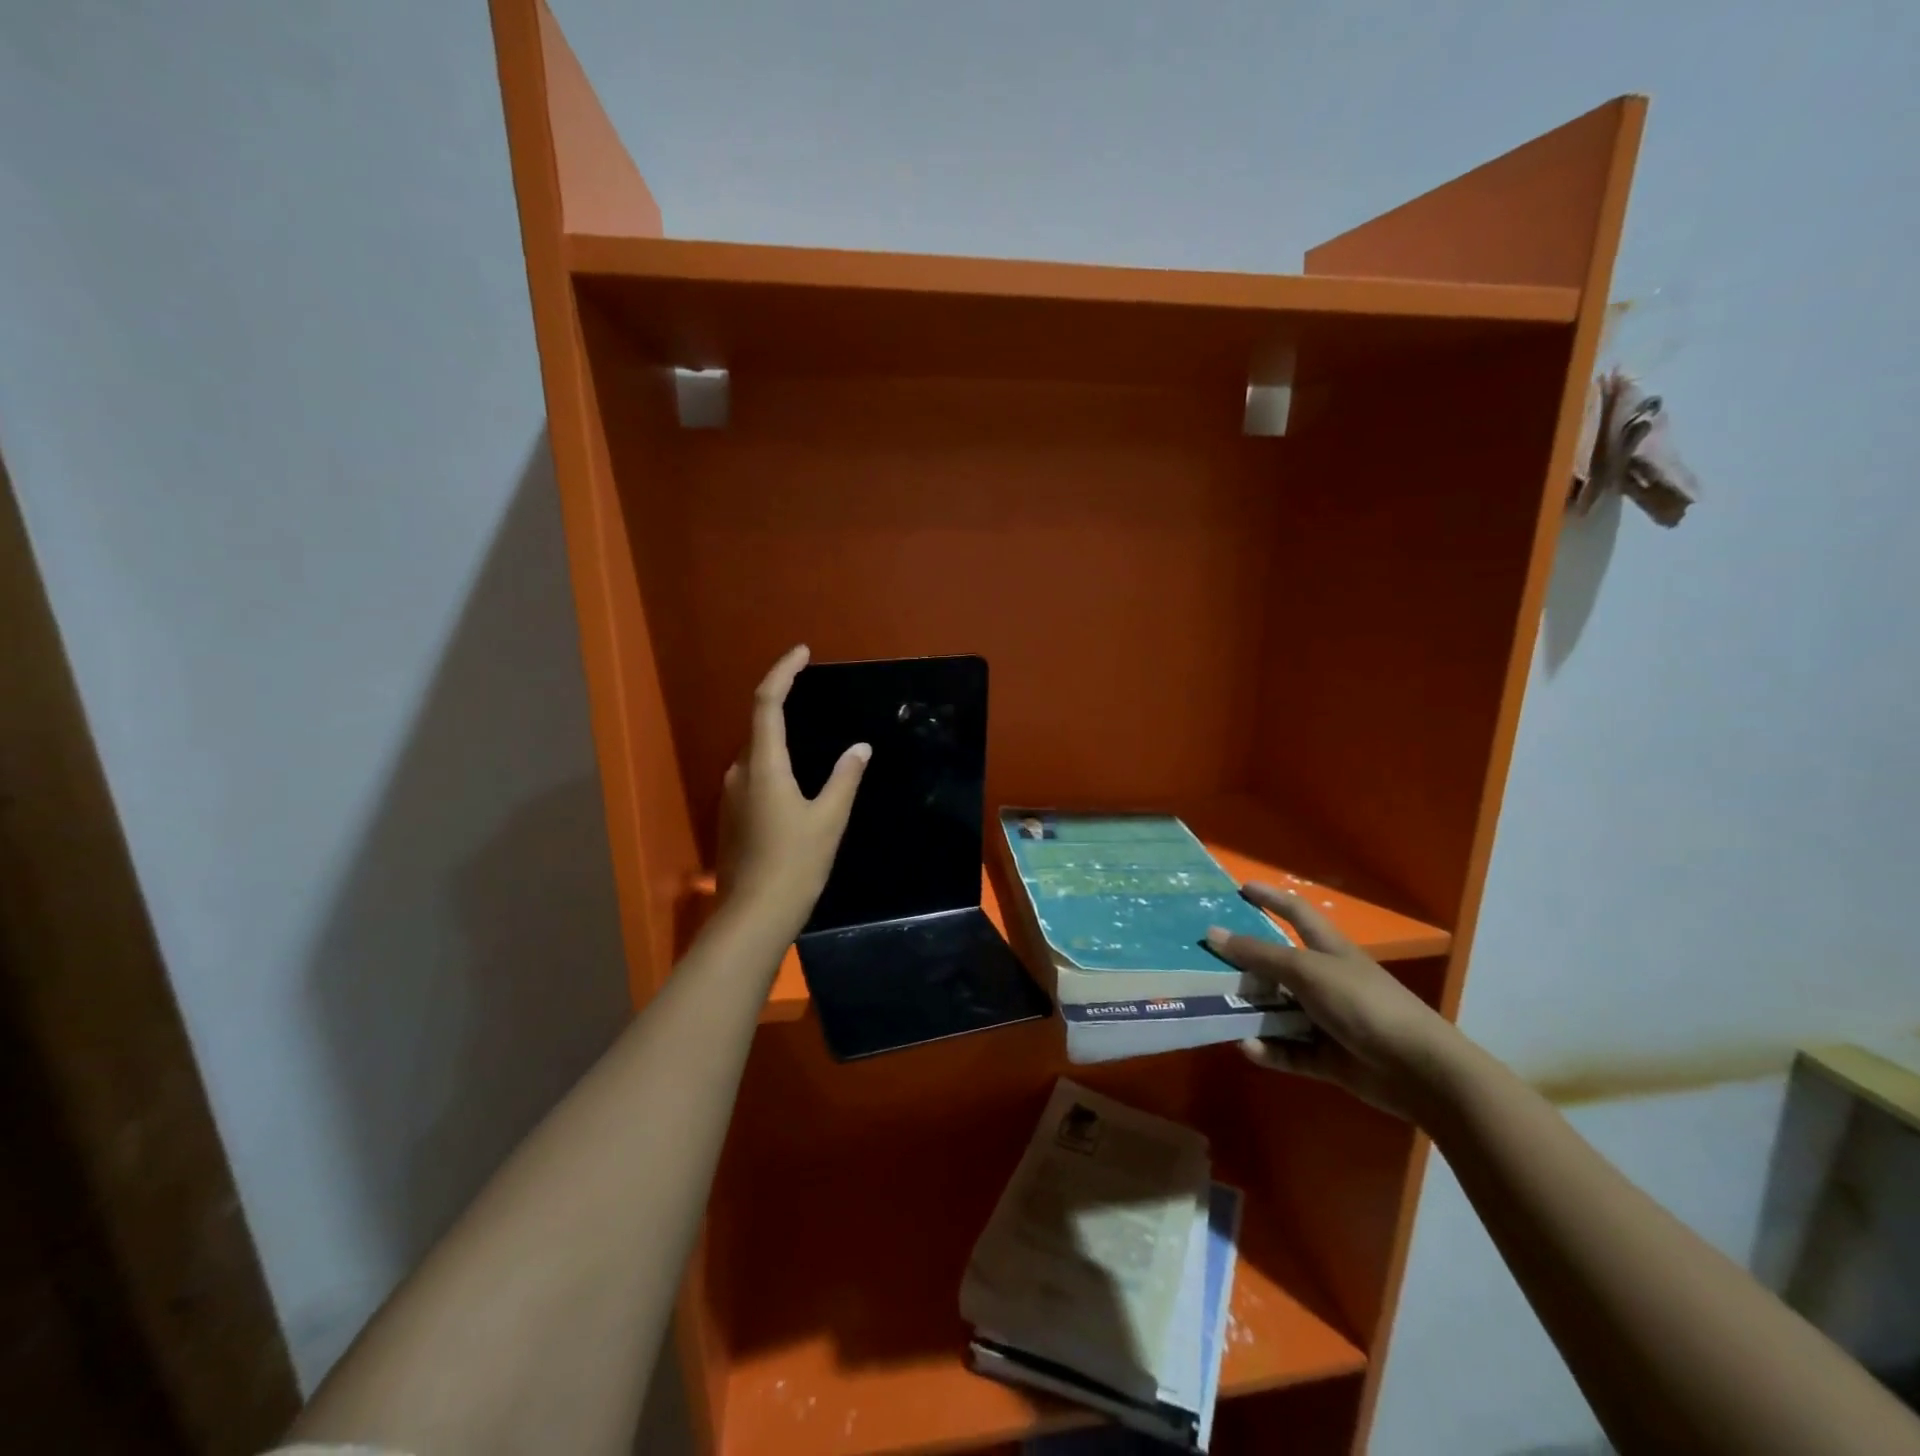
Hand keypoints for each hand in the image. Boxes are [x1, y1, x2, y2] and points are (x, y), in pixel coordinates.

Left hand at [715, 646, 869, 941]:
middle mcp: (740, 771)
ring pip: (757, 754)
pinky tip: (797, 785)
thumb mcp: (829, 818)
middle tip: (815, 698)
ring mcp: (732, 795)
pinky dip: (775, 766)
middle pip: (759, 726)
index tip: (803, 653)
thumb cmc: (796, 863)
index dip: (783, 671)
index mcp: (764, 764)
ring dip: (779, 740)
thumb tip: (859, 748)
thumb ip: (844, 777)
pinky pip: (754, 776)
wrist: (754, 915)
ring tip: (814, 745)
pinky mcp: (732, 817)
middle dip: (784, 704)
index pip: (767, 702)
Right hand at [1206, 885, 1465, 1121]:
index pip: (1296, 913)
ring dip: (1251, 1012)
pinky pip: (1289, 1050)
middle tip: (1205, 962)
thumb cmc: (1363, 1004)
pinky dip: (1268, 1049)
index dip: (1270, 898)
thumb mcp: (1306, 971)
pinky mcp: (1328, 1057)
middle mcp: (1325, 980)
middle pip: (1278, 966)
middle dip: (1245, 964)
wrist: (1418, 1070)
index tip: (1240, 889)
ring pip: (1279, 1011)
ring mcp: (1327, 1020)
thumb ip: (1259, 954)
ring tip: (1215, 1009)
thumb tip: (1212, 932)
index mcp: (1328, 949)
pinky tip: (1247, 1047)